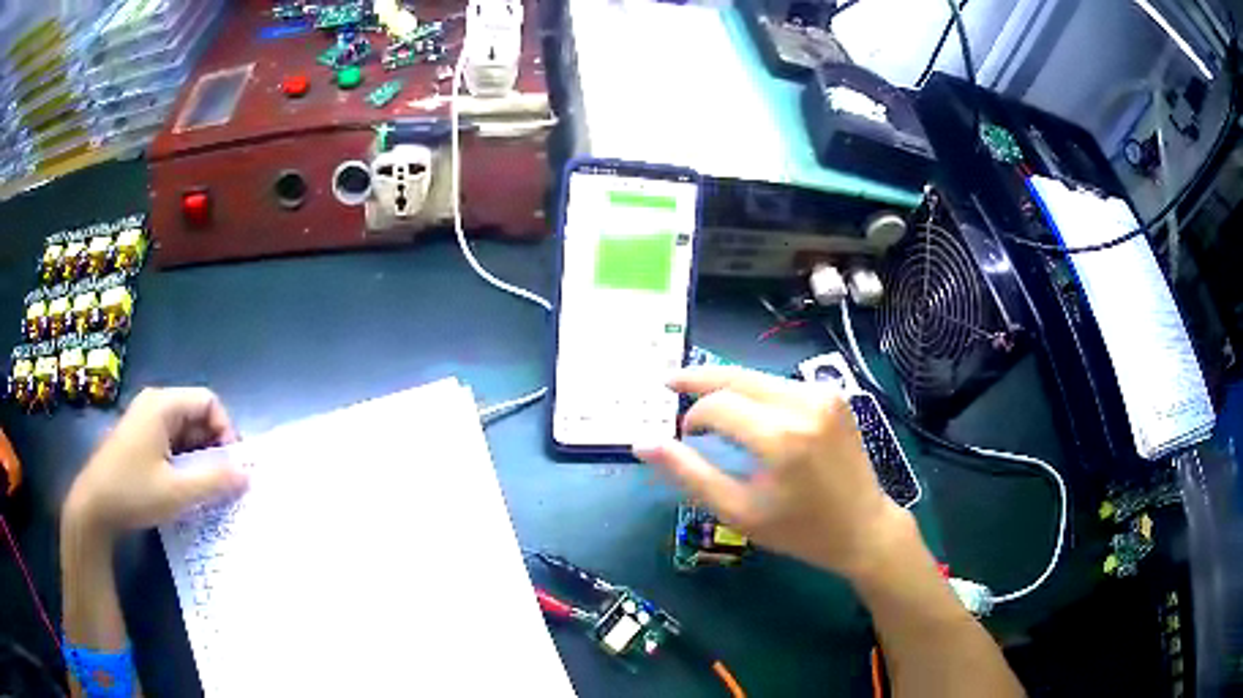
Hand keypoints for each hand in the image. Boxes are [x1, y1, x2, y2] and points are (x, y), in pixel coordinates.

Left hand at [63, 387, 248, 540]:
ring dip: (199, 457)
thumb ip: (213, 481)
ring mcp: (144, 421)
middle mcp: (154, 404)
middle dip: (214, 447)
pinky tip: (184, 487)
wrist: (94, 507)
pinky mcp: (139, 439)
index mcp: (163, 405)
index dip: (226, 430)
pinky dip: (184, 462)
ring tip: (205, 489)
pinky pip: (170, 442)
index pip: (208, 402)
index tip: (231, 466)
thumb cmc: (133, 492)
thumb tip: (246, 474)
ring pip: (184, 431)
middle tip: (223, 482)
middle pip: (196, 415)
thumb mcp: (177, 492)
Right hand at [635, 366, 911, 580]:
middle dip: (699, 378)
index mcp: (781, 438)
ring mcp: (823, 394)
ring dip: (729, 387)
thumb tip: (644, 443)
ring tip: (705, 403)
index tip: (683, 436)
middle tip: (667, 380)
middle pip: (737, 376)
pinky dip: (757, 393)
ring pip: (758, 378)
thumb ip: (689, 474)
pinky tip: (747, 410)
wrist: (864, 527)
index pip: (718, 405)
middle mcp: (804, 404)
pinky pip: (781, 385)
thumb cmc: (799, 530)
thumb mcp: (738, 511)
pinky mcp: (834, 395)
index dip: (692, 415)